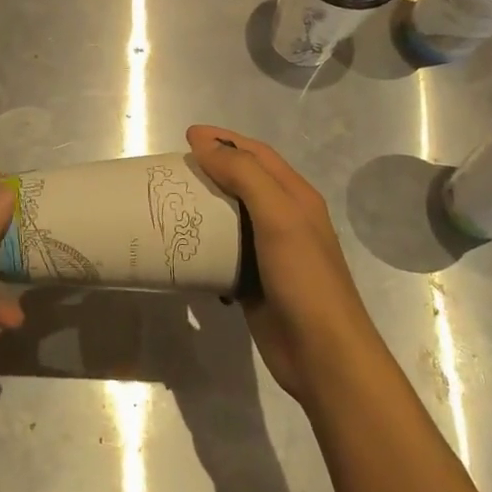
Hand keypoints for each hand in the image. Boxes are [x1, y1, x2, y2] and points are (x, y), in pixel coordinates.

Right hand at [187, 126, 383, 410]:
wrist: (322, 354)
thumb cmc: (304, 278)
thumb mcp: (278, 216)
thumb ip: (244, 176)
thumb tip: (204, 143)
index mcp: (296, 197)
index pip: (258, 154)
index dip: (224, 139)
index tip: (187, 136)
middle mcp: (284, 219)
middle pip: (243, 182)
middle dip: (210, 170)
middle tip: (172, 170)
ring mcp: (270, 252)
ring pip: (230, 218)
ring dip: (203, 207)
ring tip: (169, 203)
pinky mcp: (254, 282)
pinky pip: (224, 253)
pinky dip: (204, 245)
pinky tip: (182, 248)